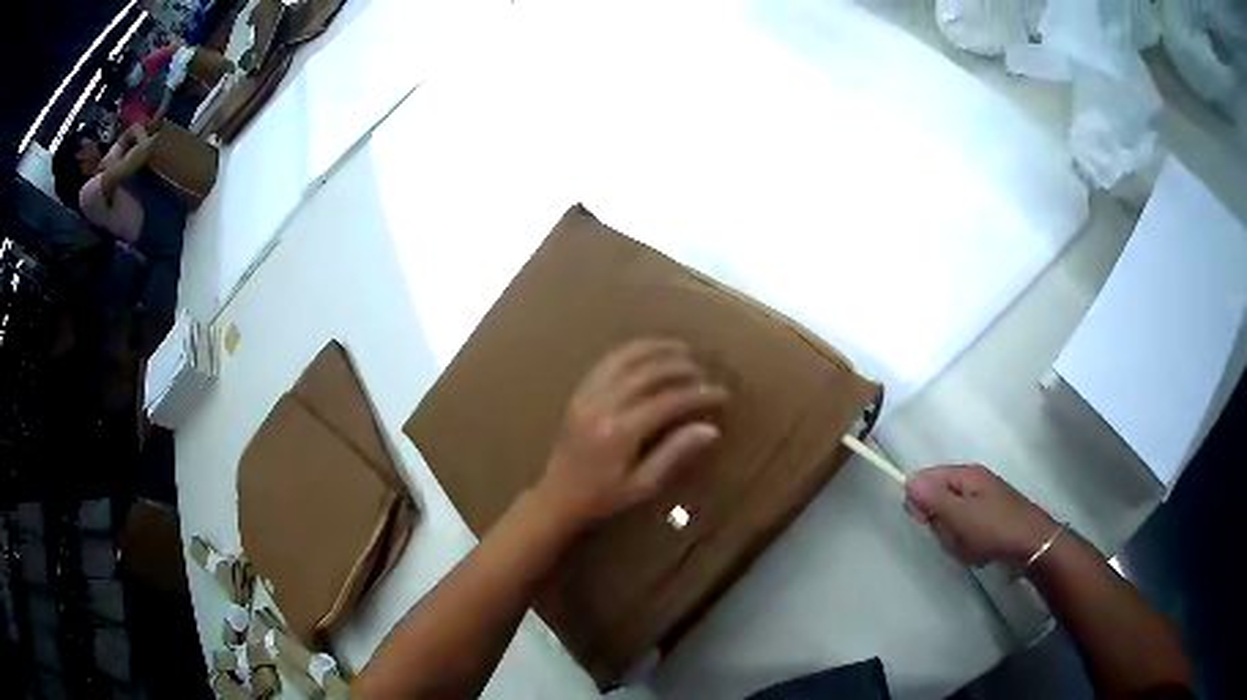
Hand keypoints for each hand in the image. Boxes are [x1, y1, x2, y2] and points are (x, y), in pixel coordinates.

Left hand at [534, 339, 728, 528]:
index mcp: (620, 432)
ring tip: (680, 348)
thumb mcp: (642, 485)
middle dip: (679, 366)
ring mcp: (587, 396)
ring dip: (655, 349)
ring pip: (624, 358)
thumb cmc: (602, 498)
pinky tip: (647, 352)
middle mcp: (602, 406)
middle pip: (647, 373)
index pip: (668, 401)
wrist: (557, 497)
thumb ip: (674, 453)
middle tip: (703, 370)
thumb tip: (710, 430)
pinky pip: (606, 363)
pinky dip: (630, 352)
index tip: (721, 393)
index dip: (698, 394)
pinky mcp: (579, 393)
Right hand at [904, 465, 1056, 566]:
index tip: (924, 521)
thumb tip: (909, 479)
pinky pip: (965, 532)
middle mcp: (974, 483)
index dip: (920, 500)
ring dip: (953, 539)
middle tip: (952, 536)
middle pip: (938, 501)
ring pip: (950, 521)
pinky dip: (966, 546)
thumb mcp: (960, 515)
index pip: (928, 478)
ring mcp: (983, 502)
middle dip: (940, 524)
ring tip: (967, 548)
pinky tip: (977, 554)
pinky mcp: (989, 521)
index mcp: (966, 475)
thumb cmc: (995, 528)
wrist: (1033, 545)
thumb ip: (933, 499)